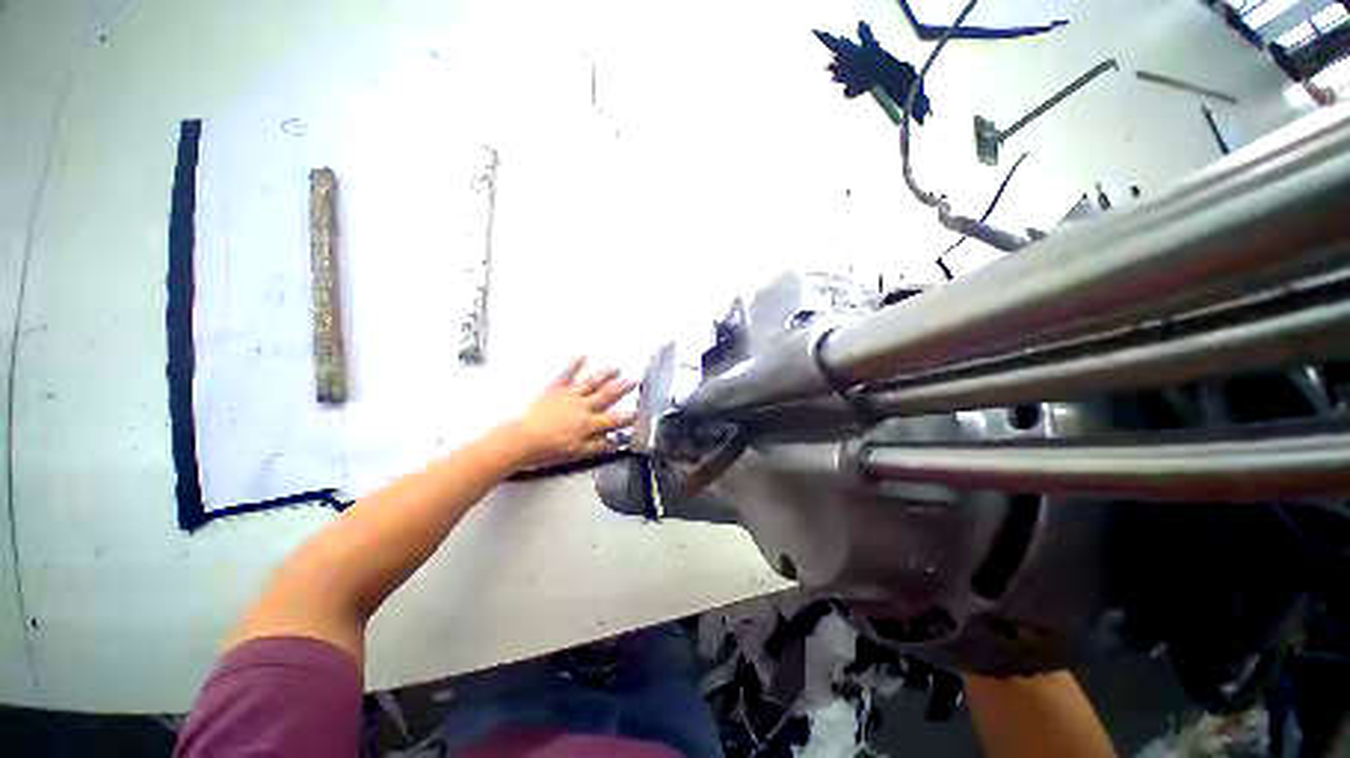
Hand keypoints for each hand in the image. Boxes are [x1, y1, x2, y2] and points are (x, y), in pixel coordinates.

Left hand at [506, 357, 636, 469]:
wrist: (521, 440)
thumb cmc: (547, 450)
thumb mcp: (576, 454)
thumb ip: (597, 446)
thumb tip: (615, 442)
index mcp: (589, 424)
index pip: (614, 419)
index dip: (628, 416)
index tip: (640, 411)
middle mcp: (583, 407)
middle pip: (607, 395)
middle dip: (623, 387)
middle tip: (635, 379)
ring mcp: (569, 396)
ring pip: (591, 383)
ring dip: (605, 374)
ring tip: (616, 367)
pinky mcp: (555, 390)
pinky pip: (566, 375)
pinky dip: (574, 364)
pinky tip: (582, 355)